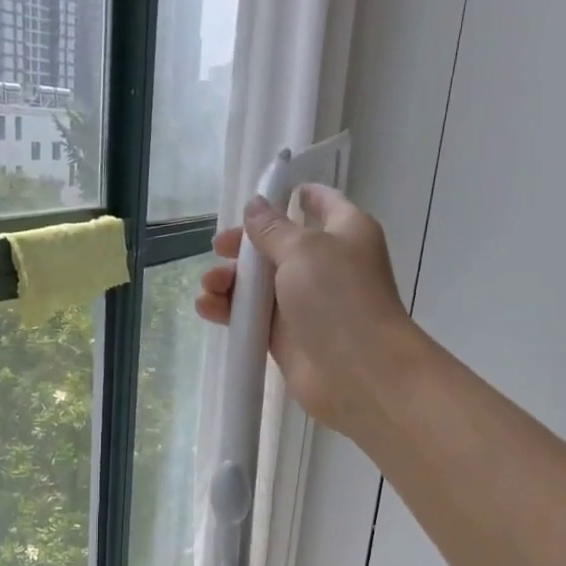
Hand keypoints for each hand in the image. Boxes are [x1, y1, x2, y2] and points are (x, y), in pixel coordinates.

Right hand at [196, 186, 421, 437]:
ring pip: (261, 285)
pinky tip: (207, 308)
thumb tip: (255, 206)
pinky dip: (231, 311)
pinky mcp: (288, 338)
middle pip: (279, 246)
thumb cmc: (338, 297)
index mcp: (345, 233)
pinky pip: (255, 318)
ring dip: (231, 281)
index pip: (321, 203)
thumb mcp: (303, 249)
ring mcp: (306, 305)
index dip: (294, 196)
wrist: (358, 372)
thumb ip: (272, 229)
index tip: (263, 193)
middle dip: (245, 246)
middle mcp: (327, 266)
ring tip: (209, 287)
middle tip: (218, 249)